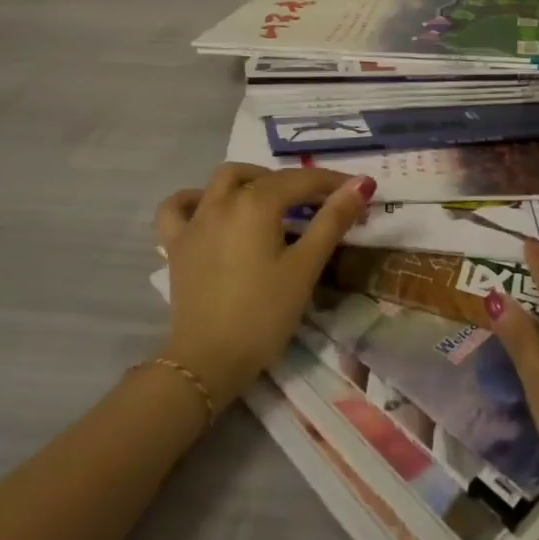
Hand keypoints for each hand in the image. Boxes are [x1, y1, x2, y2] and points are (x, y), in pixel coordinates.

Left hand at [155, 163, 373, 410]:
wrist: (208, 361)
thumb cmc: (263, 315)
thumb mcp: (305, 267)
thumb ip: (332, 221)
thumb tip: (361, 184)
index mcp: (257, 203)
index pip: (302, 181)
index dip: (333, 183)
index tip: (359, 191)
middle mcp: (223, 200)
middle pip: (267, 178)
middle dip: (298, 184)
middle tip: (322, 205)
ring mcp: (195, 220)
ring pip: (224, 180)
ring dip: (252, 180)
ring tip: (272, 200)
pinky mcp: (176, 244)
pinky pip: (178, 207)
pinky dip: (194, 199)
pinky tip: (209, 207)